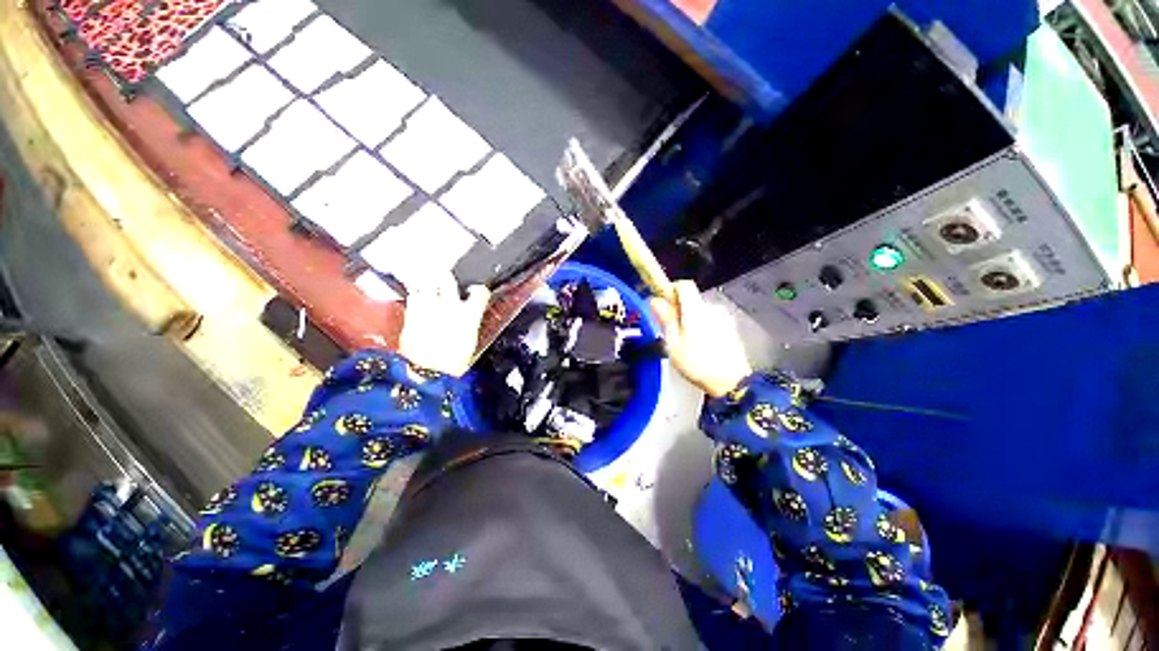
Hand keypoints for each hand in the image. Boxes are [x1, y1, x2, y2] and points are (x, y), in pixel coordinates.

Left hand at [398, 273, 489, 377]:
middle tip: (446, 278)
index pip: (480, 292)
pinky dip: (417, 294)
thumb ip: (469, 324)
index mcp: (470, 315)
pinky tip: (418, 298)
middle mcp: (451, 306)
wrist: (427, 372)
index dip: (479, 289)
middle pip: (448, 280)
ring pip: (427, 283)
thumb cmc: (452, 363)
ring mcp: (429, 307)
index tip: (475, 290)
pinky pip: (414, 294)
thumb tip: (468, 317)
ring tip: (430, 285)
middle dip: (447, 278)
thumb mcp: (469, 343)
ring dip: (429, 283)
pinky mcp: (412, 312)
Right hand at [650, 281, 752, 397]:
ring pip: (701, 311)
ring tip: (685, 341)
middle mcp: (712, 308)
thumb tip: (656, 300)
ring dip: (691, 319)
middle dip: (679, 309)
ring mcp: (724, 318)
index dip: (671, 290)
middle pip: (692, 299)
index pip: (684, 285)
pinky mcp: (731, 329)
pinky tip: (700, 346)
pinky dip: (702, 326)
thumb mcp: (674, 343)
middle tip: (670, 329)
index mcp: (696, 309)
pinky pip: (711, 320)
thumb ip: (666, 318)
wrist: (731, 383)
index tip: (663, 305)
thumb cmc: (697, 363)